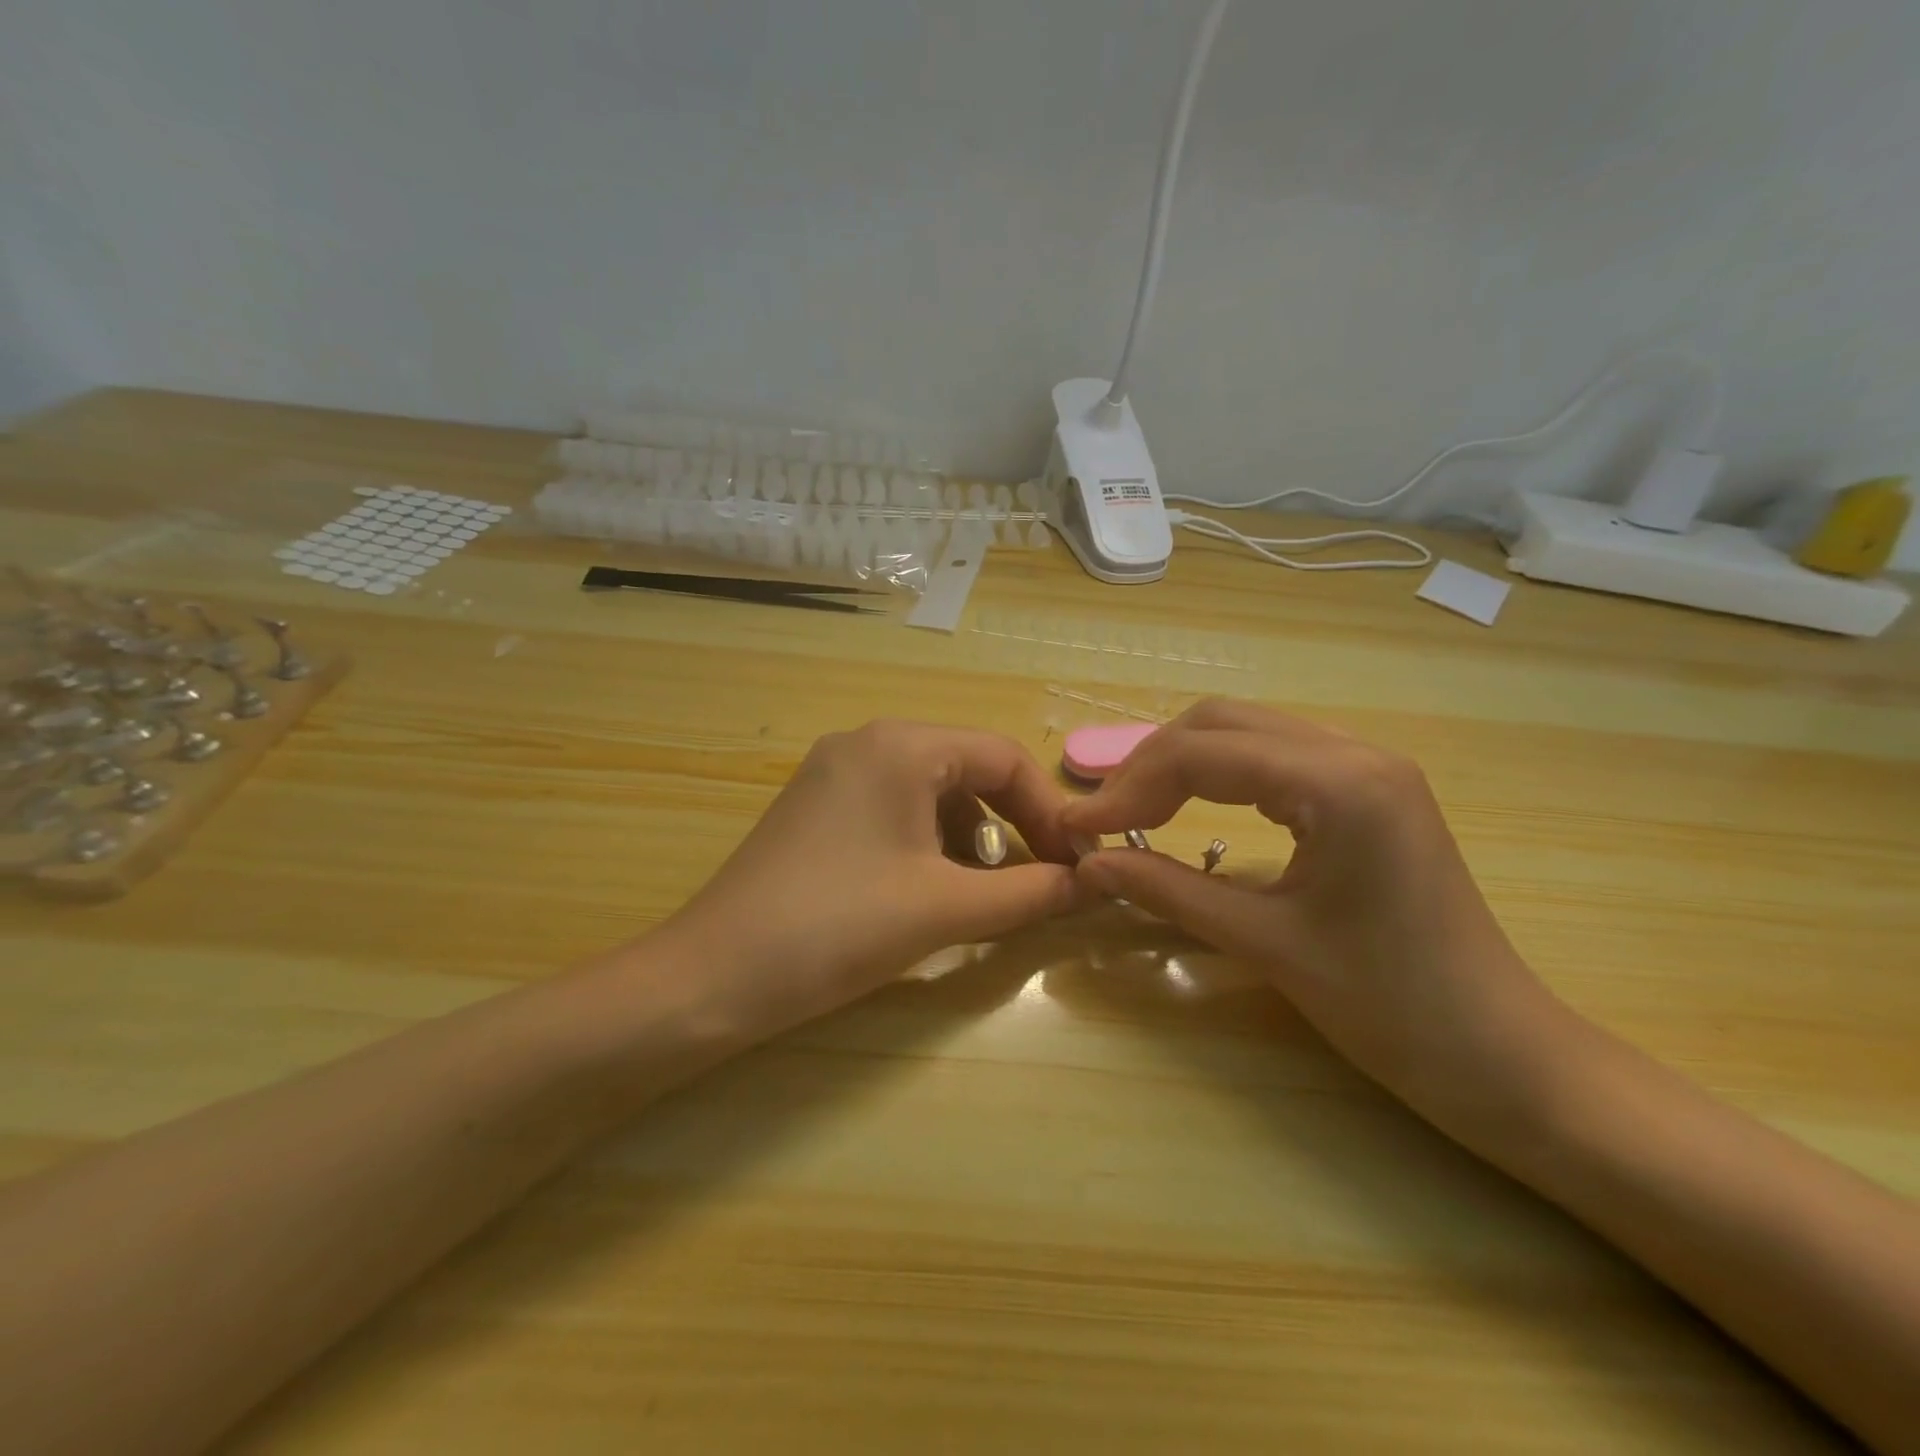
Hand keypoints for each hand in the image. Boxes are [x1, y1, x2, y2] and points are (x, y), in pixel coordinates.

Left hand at [664, 720, 1081, 1023]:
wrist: (712, 977)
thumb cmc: (837, 928)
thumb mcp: (944, 908)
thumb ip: (1029, 892)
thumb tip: (1094, 885)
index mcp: (901, 745)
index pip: (1003, 756)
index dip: (1049, 811)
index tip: (1075, 865)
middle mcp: (867, 742)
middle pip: (968, 770)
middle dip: (1012, 825)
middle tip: (1039, 880)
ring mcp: (834, 773)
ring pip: (931, 793)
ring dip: (971, 839)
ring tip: (986, 894)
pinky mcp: (815, 809)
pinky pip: (894, 810)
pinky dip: (929, 844)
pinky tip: (932, 890)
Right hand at [1063, 699, 1575, 1132]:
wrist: (1504, 1057)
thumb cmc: (1391, 1009)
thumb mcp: (1266, 944)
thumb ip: (1169, 890)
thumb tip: (1089, 863)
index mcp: (1340, 783)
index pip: (1203, 755)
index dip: (1129, 787)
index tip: (1079, 826)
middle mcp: (1356, 752)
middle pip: (1220, 723)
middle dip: (1151, 765)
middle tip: (1105, 818)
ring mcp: (1368, 766)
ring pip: (1247, 732)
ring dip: (1182, 765)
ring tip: (1136, 812)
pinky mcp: (1369, 790)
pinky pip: (1275, 757)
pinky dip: (1220, 776)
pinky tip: (1195, 809)